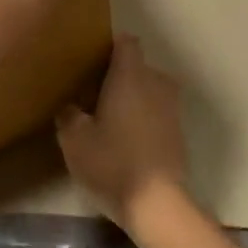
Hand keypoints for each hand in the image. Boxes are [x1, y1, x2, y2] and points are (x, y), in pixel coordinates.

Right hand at [55, 35, 189, 230]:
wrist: (157, 204)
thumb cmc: (112, 162)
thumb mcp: (74, 139)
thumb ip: (68, 114)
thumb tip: (70, 105)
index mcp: (131, 76)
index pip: (126, 42)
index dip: (109, 46)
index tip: (91, 59)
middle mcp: (156, 83)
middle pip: (137, 67)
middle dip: (117, 75)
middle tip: (91, 93)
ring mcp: (172, 108)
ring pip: (148, 90)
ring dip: (131, 97)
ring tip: (106, 116)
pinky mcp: (178, 132)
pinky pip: (156, 111)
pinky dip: (142, 117)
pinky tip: (124, 138)